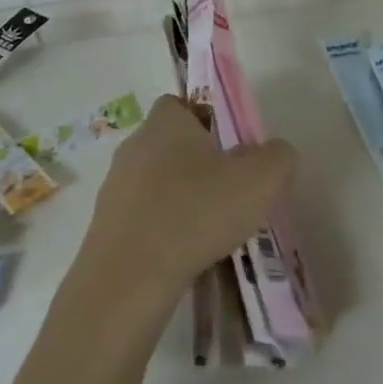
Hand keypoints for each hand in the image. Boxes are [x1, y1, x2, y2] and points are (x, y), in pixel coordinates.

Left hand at [80, 95, 295, 301]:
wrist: (129, 278)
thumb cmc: (197, 212)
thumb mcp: (260, 179)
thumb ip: (278, 157)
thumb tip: (276, 154)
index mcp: (166, 122)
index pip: (181, 104)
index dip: (206, 121)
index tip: (230, 149)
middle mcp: (134, 145)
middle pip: (170, 144)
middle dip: (196, 164)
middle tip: (227, 193)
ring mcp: (114, 187)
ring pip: (155, 183)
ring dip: (178, 199)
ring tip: (208, 231)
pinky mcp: (104, 227)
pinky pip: (141, 218)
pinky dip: (161, 231)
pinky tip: (182, 255)